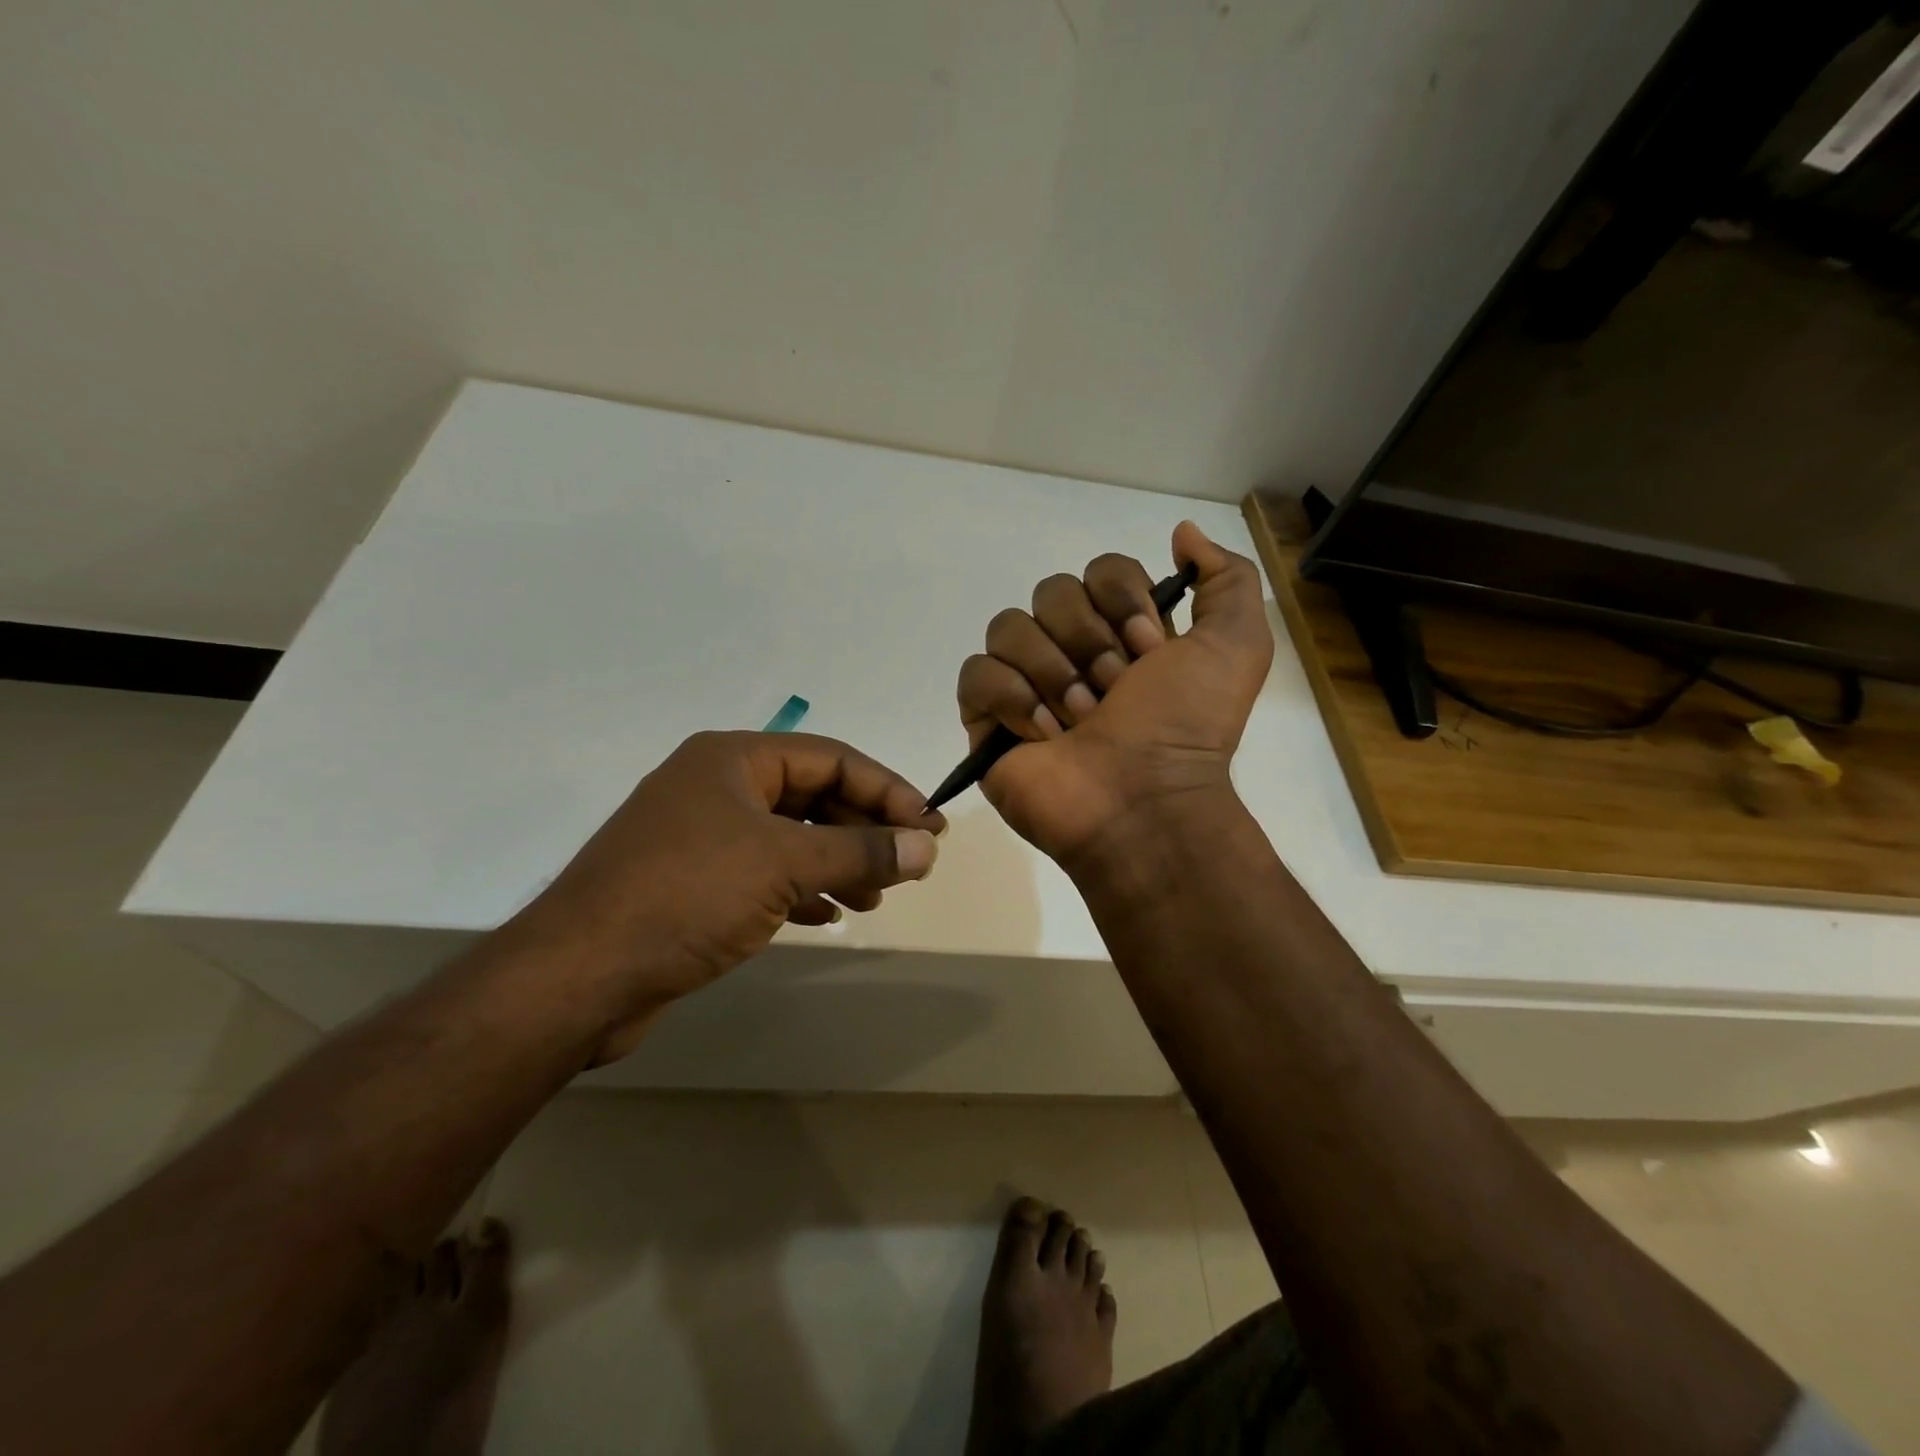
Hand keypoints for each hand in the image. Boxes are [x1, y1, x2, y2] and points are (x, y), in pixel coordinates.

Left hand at [499, 731, 942, 1061]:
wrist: (577, 977)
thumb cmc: (685, 896)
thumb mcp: (783, 865)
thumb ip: (860, 852)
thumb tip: (927, 846)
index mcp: (733, 759)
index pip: (831, 758)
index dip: (887, 790)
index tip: (929, 827)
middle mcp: (718, 787)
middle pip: (812, 795)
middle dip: (864, 829)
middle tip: (910, 864)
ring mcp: (703, 836)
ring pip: (791, 837)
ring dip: (839, 862)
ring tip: (877, 896)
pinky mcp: (694, 883)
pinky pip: (766, 873)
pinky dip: (803, 889)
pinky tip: (830, 914)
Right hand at [956, 521, 1271, 863]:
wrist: (1144, 802)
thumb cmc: (1188, 726)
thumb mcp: (1237, 645)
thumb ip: (1226, 578)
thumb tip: (1180, 532)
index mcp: (1122, 632)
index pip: (1101, 571)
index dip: (1122, 602)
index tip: (1150, 652)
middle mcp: (1072, 650)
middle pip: (1051, 592)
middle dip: (1088, 641)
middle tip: (1114, 692)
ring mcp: (1025, 684)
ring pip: (1008, 627)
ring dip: (1052, 673)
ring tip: (1078, 721)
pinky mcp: (987, 718)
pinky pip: (976, 674)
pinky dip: (1011, 698)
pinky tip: (1041, 734)